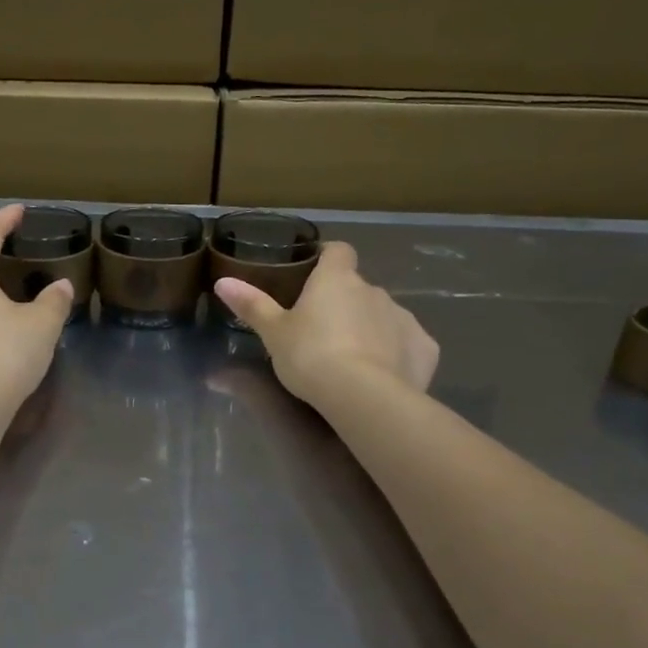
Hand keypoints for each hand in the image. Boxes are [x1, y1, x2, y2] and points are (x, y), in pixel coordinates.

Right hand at [214, 242, 437, 404]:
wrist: (362, 396)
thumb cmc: (310, 356)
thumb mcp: (274, 333)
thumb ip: (251, 305)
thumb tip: (223, 281)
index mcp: (337, 280)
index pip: (338, 251)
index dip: (327, 257)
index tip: (315, 271)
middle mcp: (374, 291)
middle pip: (358, 288)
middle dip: (345, 304)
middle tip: (323, 331)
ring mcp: (403, 318)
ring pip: (384, 315)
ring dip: (371, 328)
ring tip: (353, 358)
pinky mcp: (424, 348)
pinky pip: (408, 344)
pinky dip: (398, 353)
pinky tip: (385, 375)